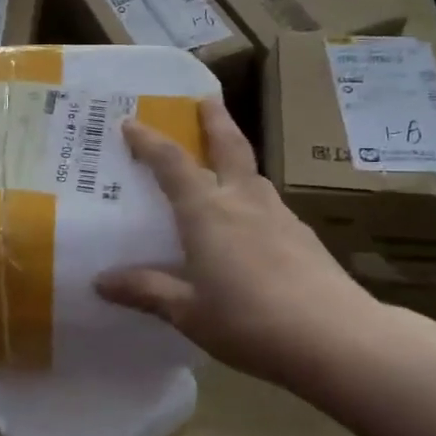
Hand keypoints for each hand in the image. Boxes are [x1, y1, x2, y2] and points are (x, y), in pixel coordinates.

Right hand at [95, 101, 385, 392]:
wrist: (335, 337)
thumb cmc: (248, 321)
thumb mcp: (187, 312)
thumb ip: (146, 290)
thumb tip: (101, 281)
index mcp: (207, 212)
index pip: (172, 163)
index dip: (148, 141)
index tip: (130, 122)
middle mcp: (243, 201)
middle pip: (229, 146)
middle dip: (215, 119)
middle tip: (206, 98)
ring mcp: (278, 215)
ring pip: (252, 174)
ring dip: (236, 157)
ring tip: (225, 164)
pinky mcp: (303, 235)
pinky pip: (268, 204)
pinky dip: (252, 198)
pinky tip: (252, 224)